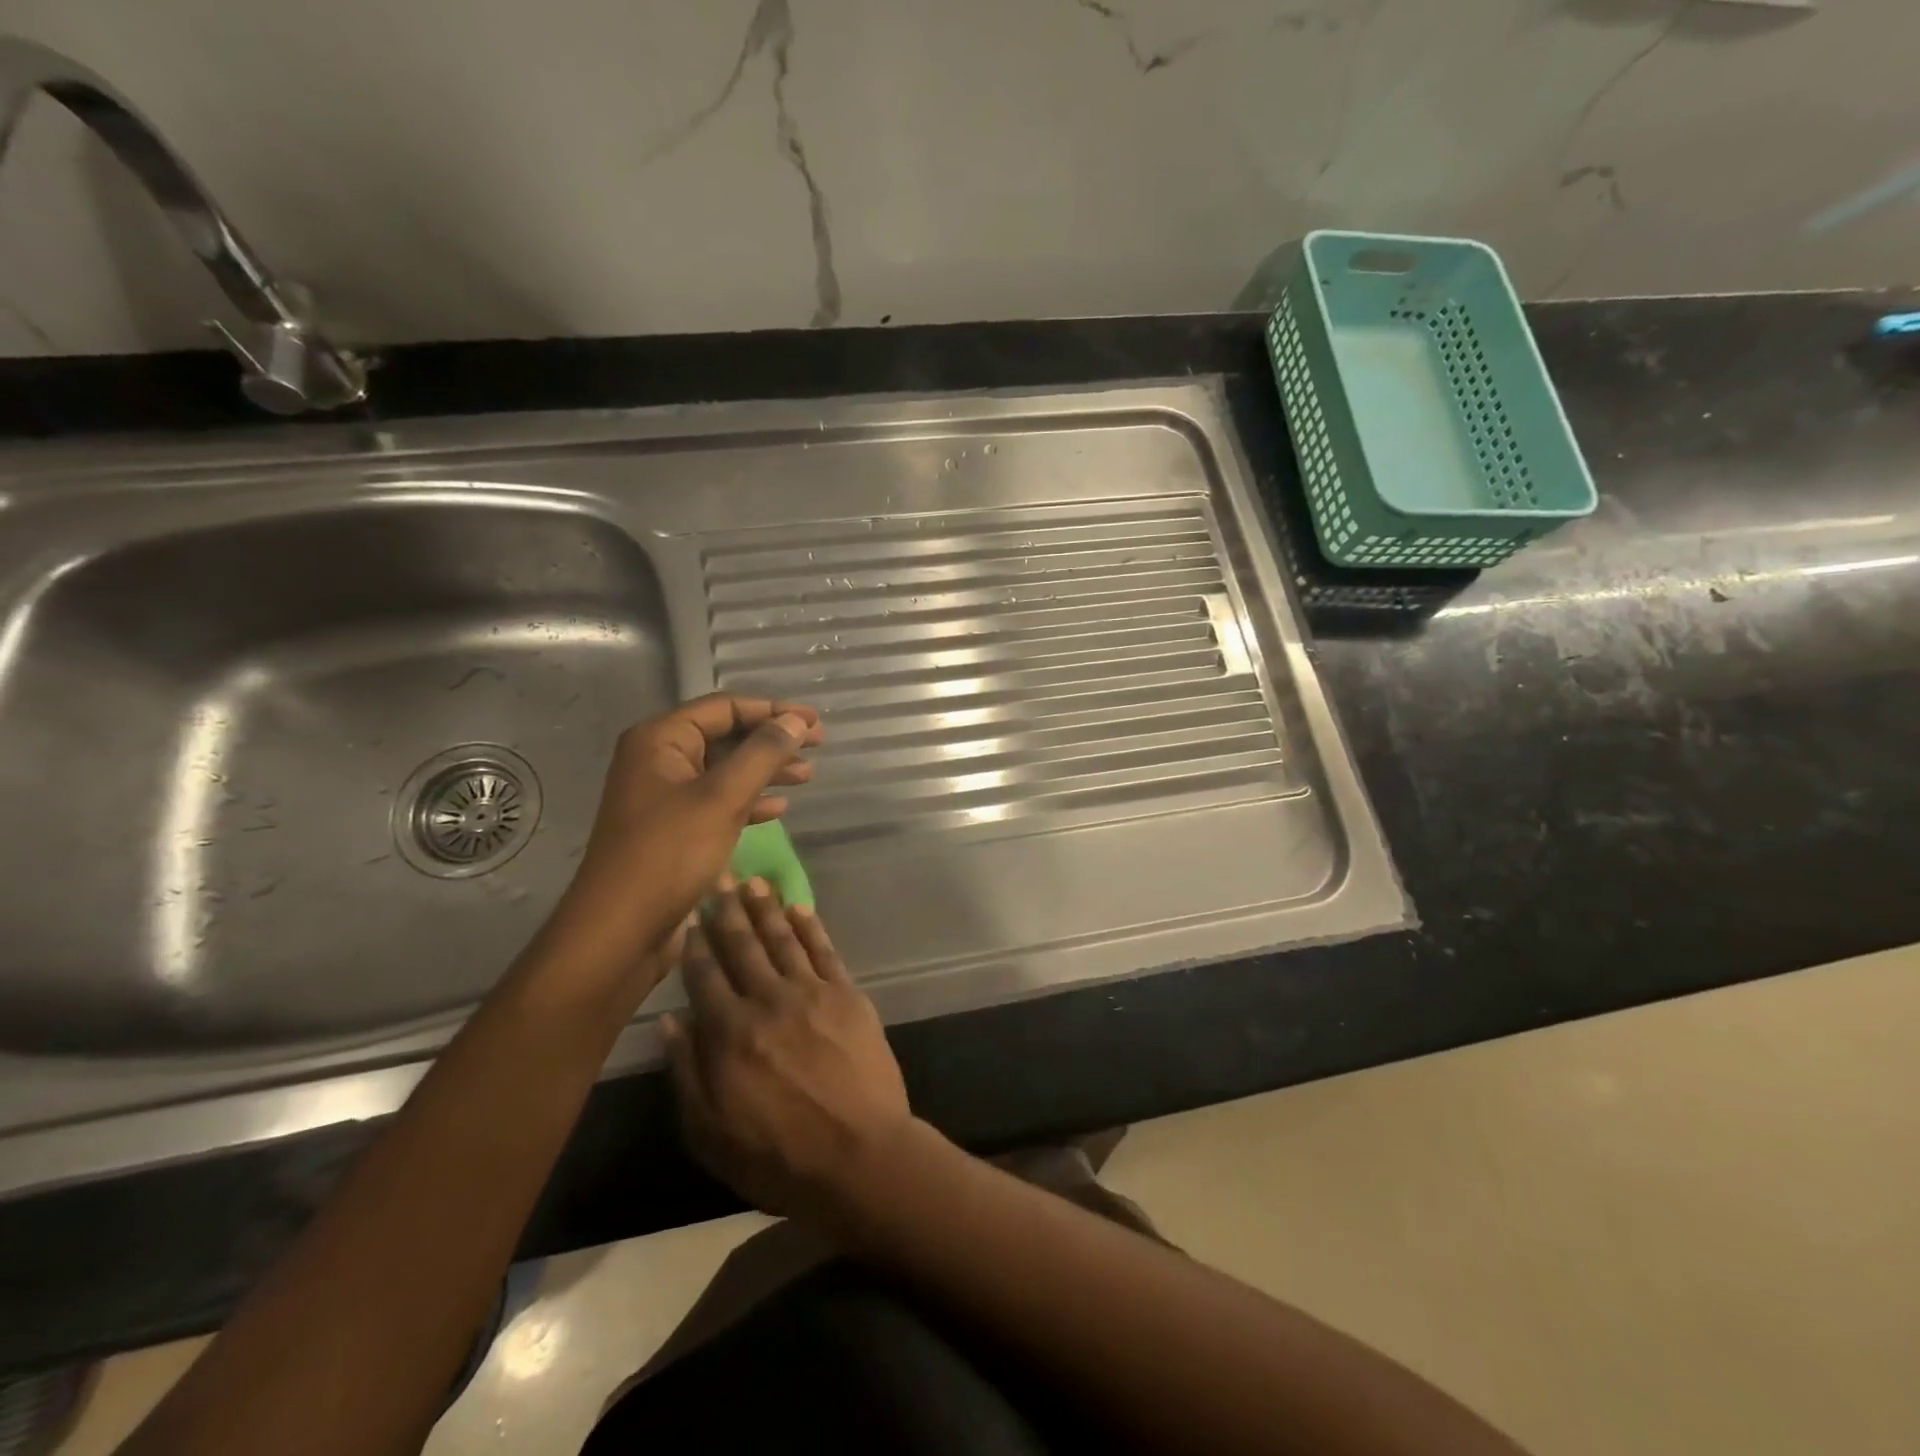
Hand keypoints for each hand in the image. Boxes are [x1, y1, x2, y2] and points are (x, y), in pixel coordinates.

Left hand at [537, 695, 822, 997]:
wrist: (620, 930)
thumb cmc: (670, 854)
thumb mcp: (723, 798)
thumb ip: (763, 753)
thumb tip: (795, 721)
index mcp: (661, 740)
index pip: (725, 707)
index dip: (773, 710)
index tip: (814, 722)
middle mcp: (658, 760)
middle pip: (725, 736)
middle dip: (772, 740)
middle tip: (817, 745)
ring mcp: (664, 797)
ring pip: (725, 770)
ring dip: (766, 770)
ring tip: (807, 775)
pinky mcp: (673, 830)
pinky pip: (718, 802)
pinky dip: (749, 801)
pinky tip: (778, 809)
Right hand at [664, 881, 914, 1222]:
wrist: (860, 1155)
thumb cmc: (778, 1156)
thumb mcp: (711, 1133)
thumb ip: (687, 1073)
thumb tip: (670, 1021)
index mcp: (730, 1033)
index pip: (706, 977)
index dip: (696, 945)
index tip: (689, 918)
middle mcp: (768, 1001)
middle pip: (743, 947)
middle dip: (727, 911)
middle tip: (718, 877)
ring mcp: (812, 993)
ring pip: (783, 940)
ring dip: (766, 909)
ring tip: (753, 881)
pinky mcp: (847, 995)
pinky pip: (825, 951)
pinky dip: (811, 927)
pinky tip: (800, 907)